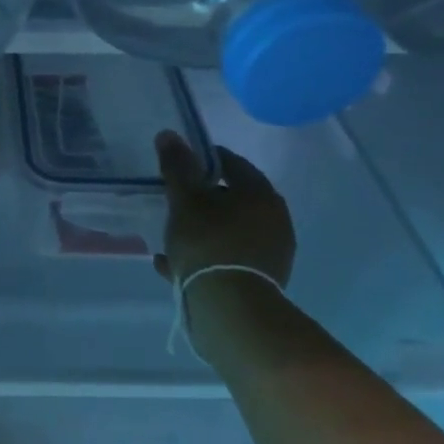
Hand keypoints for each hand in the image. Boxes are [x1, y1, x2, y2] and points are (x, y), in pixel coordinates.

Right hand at [153, 131, 295, 288]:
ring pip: (229, 231)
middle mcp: (274, 219)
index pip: (232, 163)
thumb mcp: (184, 201)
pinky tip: (174, 265)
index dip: (203, 161)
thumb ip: (177, 167)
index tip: (179, 167)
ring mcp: (271, 252)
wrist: (231, 309)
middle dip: (202, 200)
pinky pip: (227, 259)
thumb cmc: (208, 244)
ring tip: (171, 239)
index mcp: (260, 193)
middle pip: (232, 200)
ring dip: (202, 231)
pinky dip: (205, 257)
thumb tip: (169, 134)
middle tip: (173, 203)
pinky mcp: (261, 280)